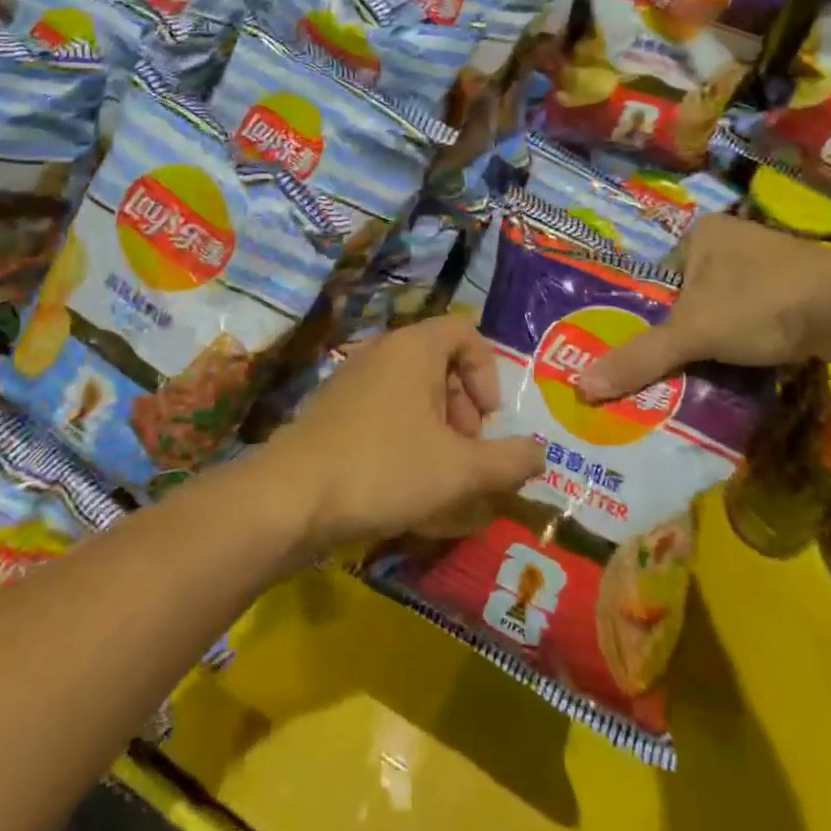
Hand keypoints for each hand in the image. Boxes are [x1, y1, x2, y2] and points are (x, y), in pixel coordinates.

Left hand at [264, 317, 546, 553]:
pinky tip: (403, 485)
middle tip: (466, 452)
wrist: (290, 498)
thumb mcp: (459, 470)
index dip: (488, 372)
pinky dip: (405, 437)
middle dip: (464, 407)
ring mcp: (351, 379)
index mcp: (413, 348)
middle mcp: (381, 352)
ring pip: (411, 390)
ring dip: (436, 427)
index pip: (465, 331)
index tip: (489, 419)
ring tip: (439, 475)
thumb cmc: (384, 469)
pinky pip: (383, 410)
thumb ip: (509, 461)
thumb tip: (541, 453)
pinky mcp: (332, 410)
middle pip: (439, 362)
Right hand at [577, 215, 830, 404]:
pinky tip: (745, 365)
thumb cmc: (761, 304)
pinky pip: (756, 316)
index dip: (646, 315)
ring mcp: (769, 262)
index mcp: (700, 233)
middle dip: (681, 331)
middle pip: (689, 295)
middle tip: (667, 369)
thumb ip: (640, 358)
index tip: (641, 352)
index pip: (657, 278)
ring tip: (702, 373)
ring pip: (724, 307)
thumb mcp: (693, 333)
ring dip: (716, 339)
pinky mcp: (799, 288)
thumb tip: (580, 388)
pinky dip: (747, 340)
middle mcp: (732, 239)